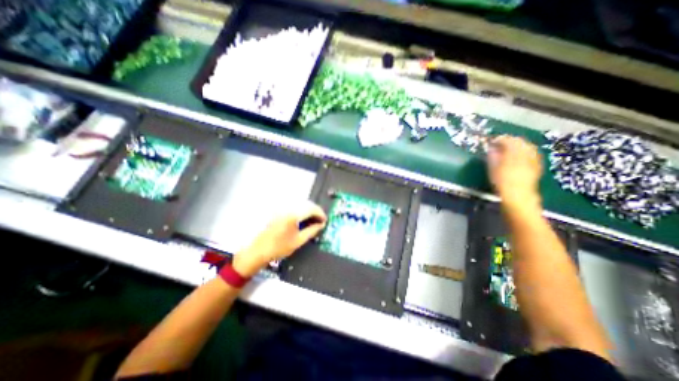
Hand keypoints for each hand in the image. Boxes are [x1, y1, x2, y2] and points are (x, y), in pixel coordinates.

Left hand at [233, 203, 328, 276]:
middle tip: (320, 220)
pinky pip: (293, 206)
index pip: (312, 209)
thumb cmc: (279, 247)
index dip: (320, 214)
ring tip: (312, 220)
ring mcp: (281, 207)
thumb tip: (322, 224)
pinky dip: (300, 210)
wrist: (257, 251)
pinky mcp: (277, 210)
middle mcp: (287, 207)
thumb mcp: (298, 240)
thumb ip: (312, 230)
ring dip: (308, 210)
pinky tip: (302, 218)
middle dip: (315, 211)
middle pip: (306, 204)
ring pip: (300, 204)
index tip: (325, 220)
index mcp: (293, 214)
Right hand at [485, 136, 544, 208]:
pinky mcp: (537, 165)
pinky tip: (520, 155)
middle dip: (510, 140)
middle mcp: (525, 153)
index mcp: (513, 153)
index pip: (507, 140)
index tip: (492, 141)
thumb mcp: (492, 168)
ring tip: (509, 148)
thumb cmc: (501, 181)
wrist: (518, 195)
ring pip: (527, 146)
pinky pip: (532, 152)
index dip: (499, 139)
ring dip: (518, 145)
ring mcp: (533, 158)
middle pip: (519, 141)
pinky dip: (525, 151)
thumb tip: (491, 148)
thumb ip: (493, 156)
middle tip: (500, 144)